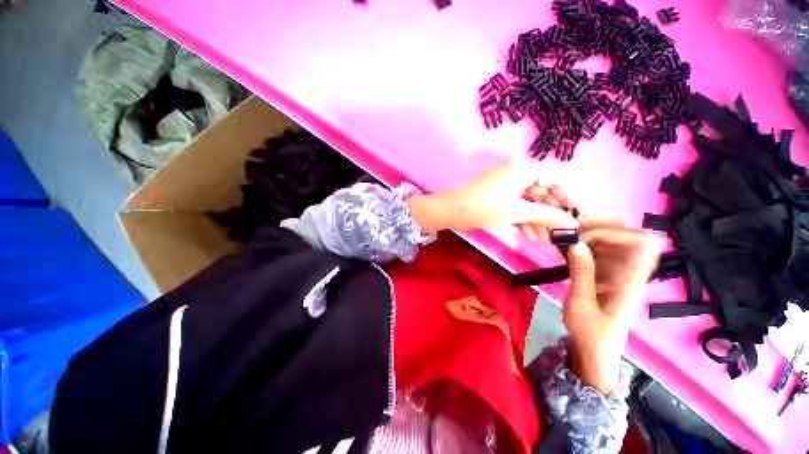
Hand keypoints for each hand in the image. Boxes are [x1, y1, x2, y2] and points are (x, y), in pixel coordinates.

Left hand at [407, 158, 578, 234]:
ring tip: (545, 242)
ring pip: (530, 203)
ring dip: (538, 222)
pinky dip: (524, 221)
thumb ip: (546, 215)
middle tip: (559, 235)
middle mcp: (519, 174)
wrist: (452, 210)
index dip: (566, 198)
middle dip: (550, 215)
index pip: (556, 179)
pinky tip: (531, 237)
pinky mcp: (500, 198)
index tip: (573, 217)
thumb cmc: (485, 206)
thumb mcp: (517, 211)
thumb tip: (572, 221)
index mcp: (525, 169)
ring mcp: (509, 187)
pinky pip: (518, 207)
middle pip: (543, 193)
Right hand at [564, 219, 659, 394]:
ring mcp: (618, 270)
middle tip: (572, 229)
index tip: (587, 235)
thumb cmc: (590, 332)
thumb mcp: (580, 303)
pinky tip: (567, 244)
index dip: (619, 232)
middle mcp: (629, 270)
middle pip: (629, 235)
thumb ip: (581, 272)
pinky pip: (599, 248)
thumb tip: (576, 243)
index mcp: (631, 280)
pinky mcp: (605, 271)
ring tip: (566, 234)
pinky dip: (584, 241)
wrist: (594, 348)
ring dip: (590, 231)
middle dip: (601, 226)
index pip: (644, 245)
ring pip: (613, 239)